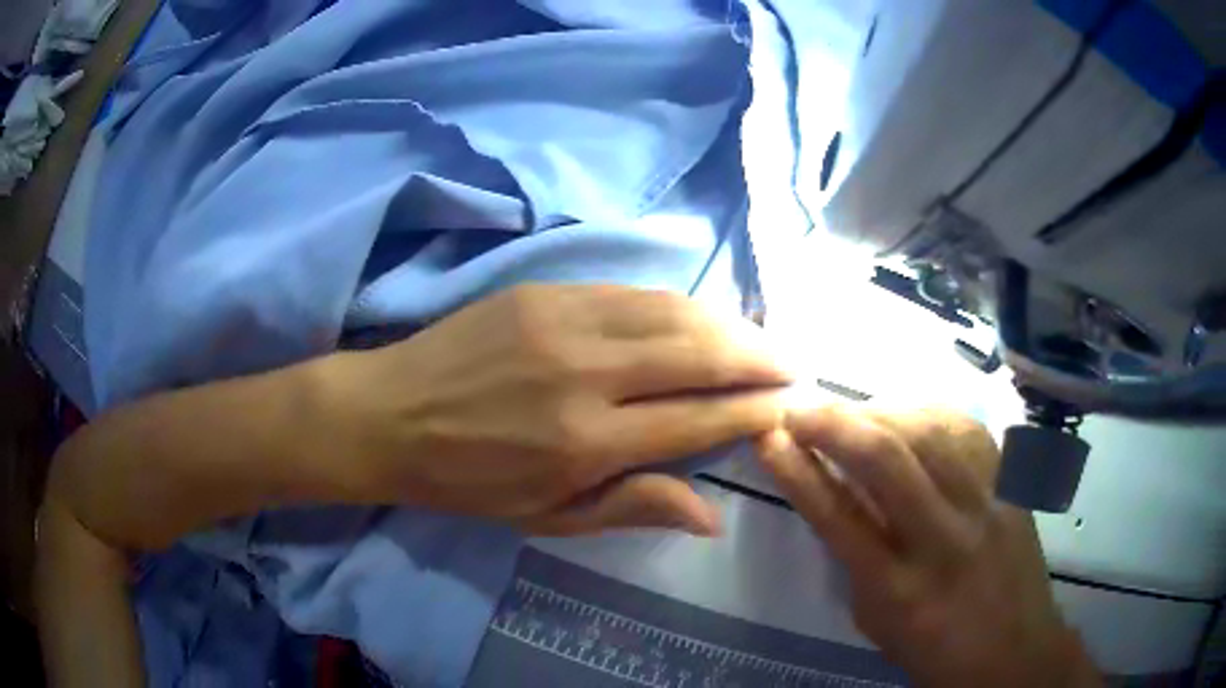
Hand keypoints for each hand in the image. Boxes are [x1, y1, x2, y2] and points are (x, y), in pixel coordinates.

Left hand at [319, 284, 791, 536]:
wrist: (390, 414)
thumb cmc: (468, 480)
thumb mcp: (548, 517)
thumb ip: (634, 507)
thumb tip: (713, 513)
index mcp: (587, 441)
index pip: (698, 418)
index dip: (753, 409)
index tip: (790, 403)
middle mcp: (586, 373)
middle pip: (699, 353)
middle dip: (759, 356)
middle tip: (794, 363)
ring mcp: (564, 321)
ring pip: (673, 312)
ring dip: (728, 324)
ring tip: (760, 338)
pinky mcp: (545, 291)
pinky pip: (632, 291)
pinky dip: (679, 304)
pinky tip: (700, 315)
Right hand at [757, 406, 1100, 687]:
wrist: (1014, 652)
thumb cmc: (934, 650)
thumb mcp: (877, 621)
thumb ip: (854, 560)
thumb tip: (832, 496)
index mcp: (897, 590)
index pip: (838, 517)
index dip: (798, 471)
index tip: (769, 437)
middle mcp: (943, 540)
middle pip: (887, 460)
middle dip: (834, 422)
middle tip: (801, 408)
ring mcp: (986, 506)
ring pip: (930, 431)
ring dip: (881, 410)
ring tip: (854, 412)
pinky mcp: (1011, 487)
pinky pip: (969, 430)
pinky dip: (930, 412)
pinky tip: (910, 413)